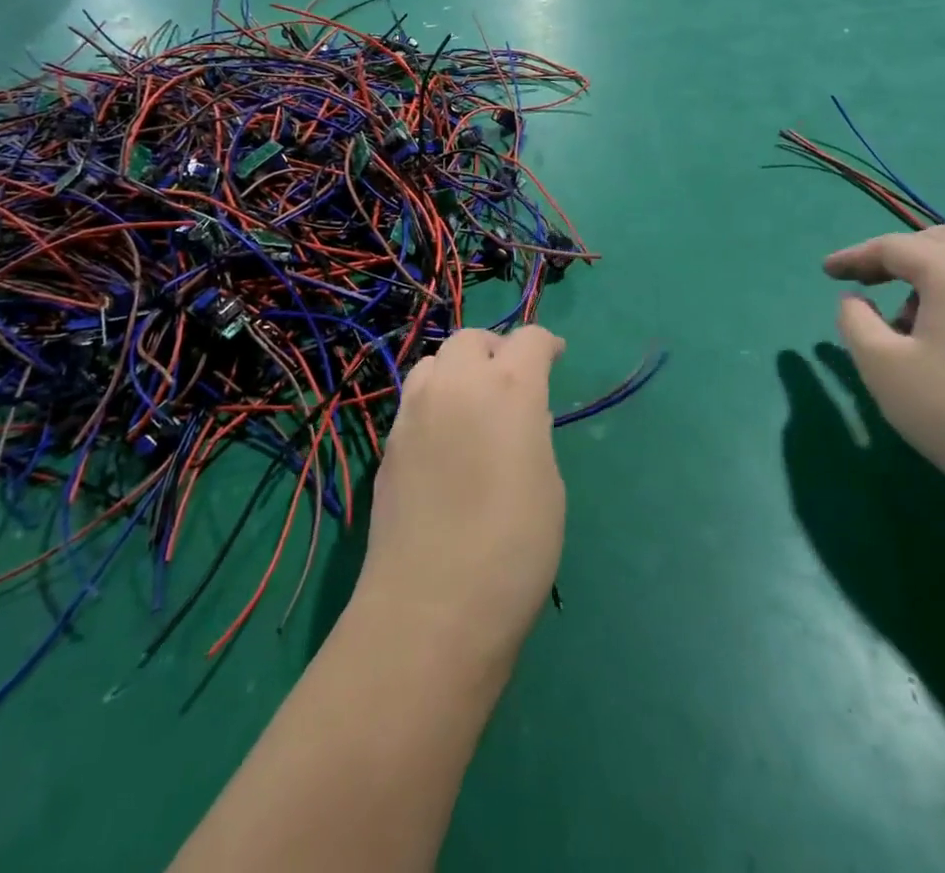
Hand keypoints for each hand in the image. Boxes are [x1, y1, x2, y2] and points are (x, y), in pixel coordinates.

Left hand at [354, 326, 565, 659]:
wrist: (432, 606)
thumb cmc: (514, 548)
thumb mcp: (547, 483)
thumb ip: (532, 433)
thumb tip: (517, 419)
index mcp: (509, 388)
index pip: (529, 339)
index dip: (545, 345)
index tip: (554, 358)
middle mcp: (458, 384)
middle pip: (472, 339)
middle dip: (496, 350)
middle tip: (511, 381)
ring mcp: (415, 411)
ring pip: (434, 362)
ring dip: (458, 371)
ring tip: (472, 406)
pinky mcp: (390, 442)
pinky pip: (414, 400)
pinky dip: (434, 402)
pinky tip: (444, 442)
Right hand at [824, 226, 944, 513]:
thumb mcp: (880, 364)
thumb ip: (854, 320)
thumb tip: (855, 299)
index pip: (894, 246)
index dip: (854, 256)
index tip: (826, 272)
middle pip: (935, 242)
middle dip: (893, 256)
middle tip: (862, 280)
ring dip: (924, 276)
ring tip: (898, 320)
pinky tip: (939, 335)